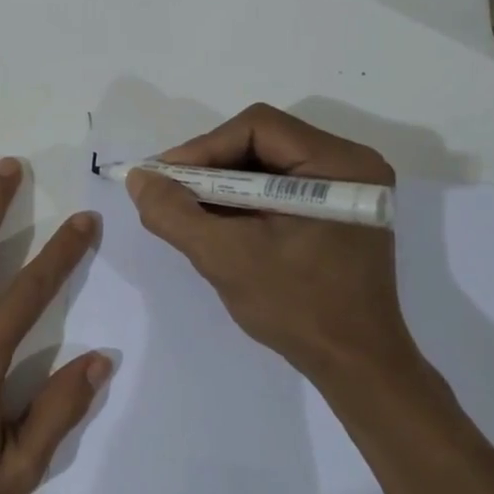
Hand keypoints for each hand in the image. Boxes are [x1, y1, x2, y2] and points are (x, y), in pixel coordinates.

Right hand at [126, 104, 423, 386]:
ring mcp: (344, 189)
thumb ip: (174, 213)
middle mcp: (348, 164)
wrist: (354, 365)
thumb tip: (139, 177)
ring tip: (187, 210)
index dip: (203, 148)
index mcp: (337, 164)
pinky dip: (241, 201)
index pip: (257, 127)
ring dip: (221, 185)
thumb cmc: (297, 307)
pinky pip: (277, 189)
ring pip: (265, 165)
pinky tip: (217, 224)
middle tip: (171, 193)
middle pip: (261, 142)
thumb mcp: (225, 257)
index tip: (165, 179)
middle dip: (209, 167)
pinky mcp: (334, 212)